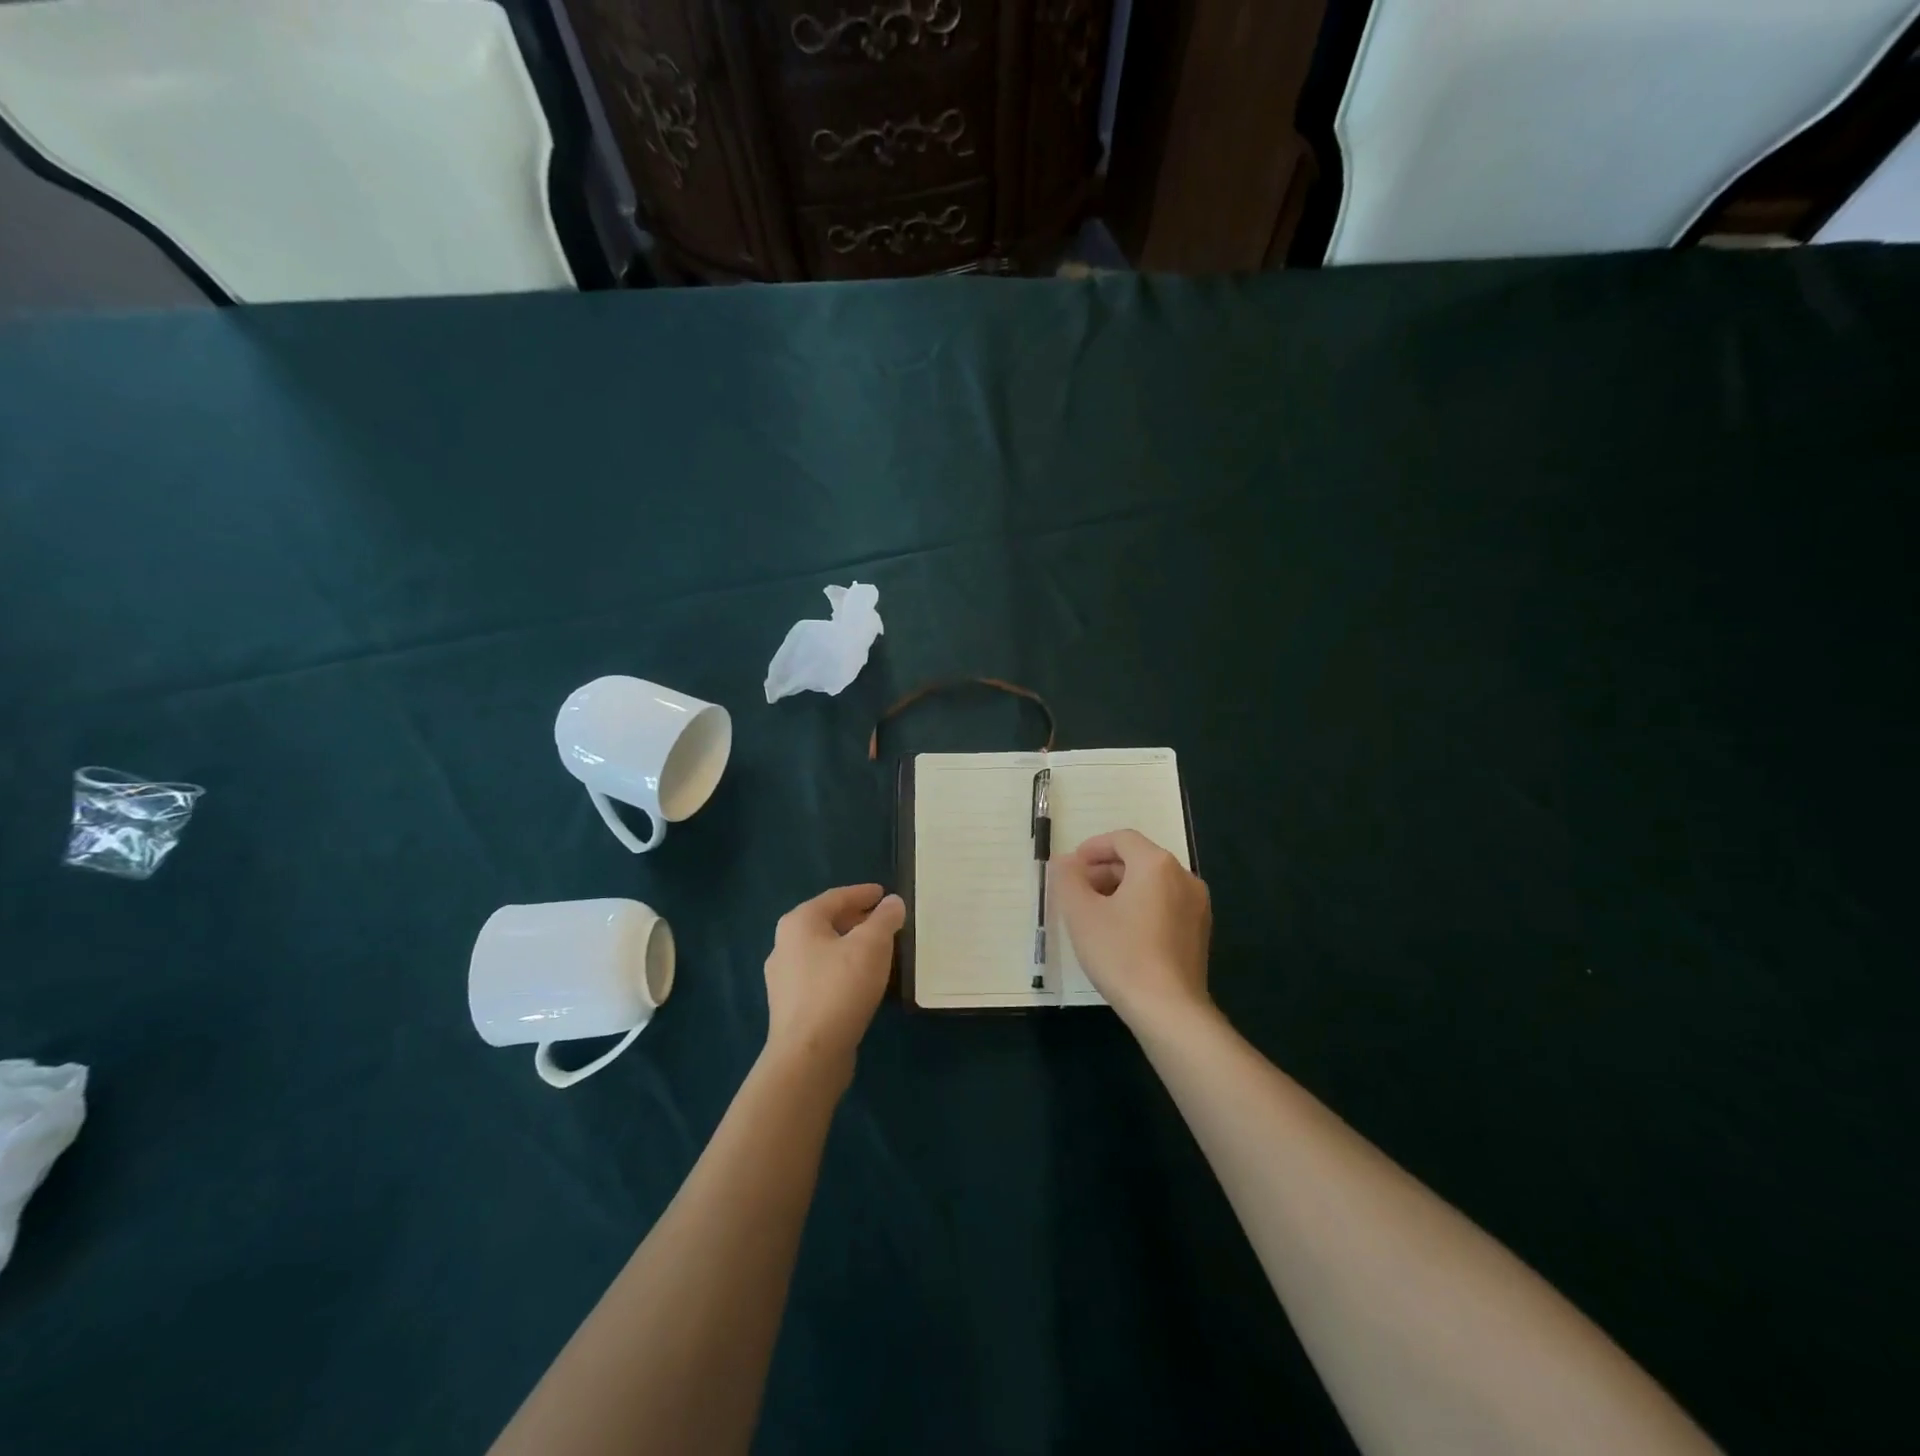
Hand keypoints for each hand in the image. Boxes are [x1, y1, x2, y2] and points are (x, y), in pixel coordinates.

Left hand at [763, 883, 904, 1085]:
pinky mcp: (790, 1007)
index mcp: (799, 922)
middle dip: (856, 919)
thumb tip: (892, 902)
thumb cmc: (840, 988)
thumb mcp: (872, 945)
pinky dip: (841, 969)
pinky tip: (860, 982)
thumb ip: (885, 918)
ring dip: (849, 946)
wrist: (809, 1055)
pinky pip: (820, 976)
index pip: (835, 897)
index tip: (884, 894)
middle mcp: (784, 945)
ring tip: (877, 951)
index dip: (862, 893)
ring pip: (823, 951)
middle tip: (884, 921)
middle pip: (826, 923)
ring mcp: (783, 979)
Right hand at [1053, 830, 1211, 1029]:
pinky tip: (1122, 933)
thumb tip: (1066, 862)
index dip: (1092, 848)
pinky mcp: (1200, 931)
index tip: (1071, 867)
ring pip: (1153, 883)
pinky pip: (1166, 904)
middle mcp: (1183, 876)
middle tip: (1078, 891)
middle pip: (1138, 859)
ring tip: (1096, 913)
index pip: (1122, 839)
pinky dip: (1142, 906)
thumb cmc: (1121, 954)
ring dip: (1122, 889)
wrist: (1168, 1009)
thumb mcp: (1081, 914)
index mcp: (1156, 864)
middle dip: (1105, 870)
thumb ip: (1068, 879)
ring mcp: (1197, 905)